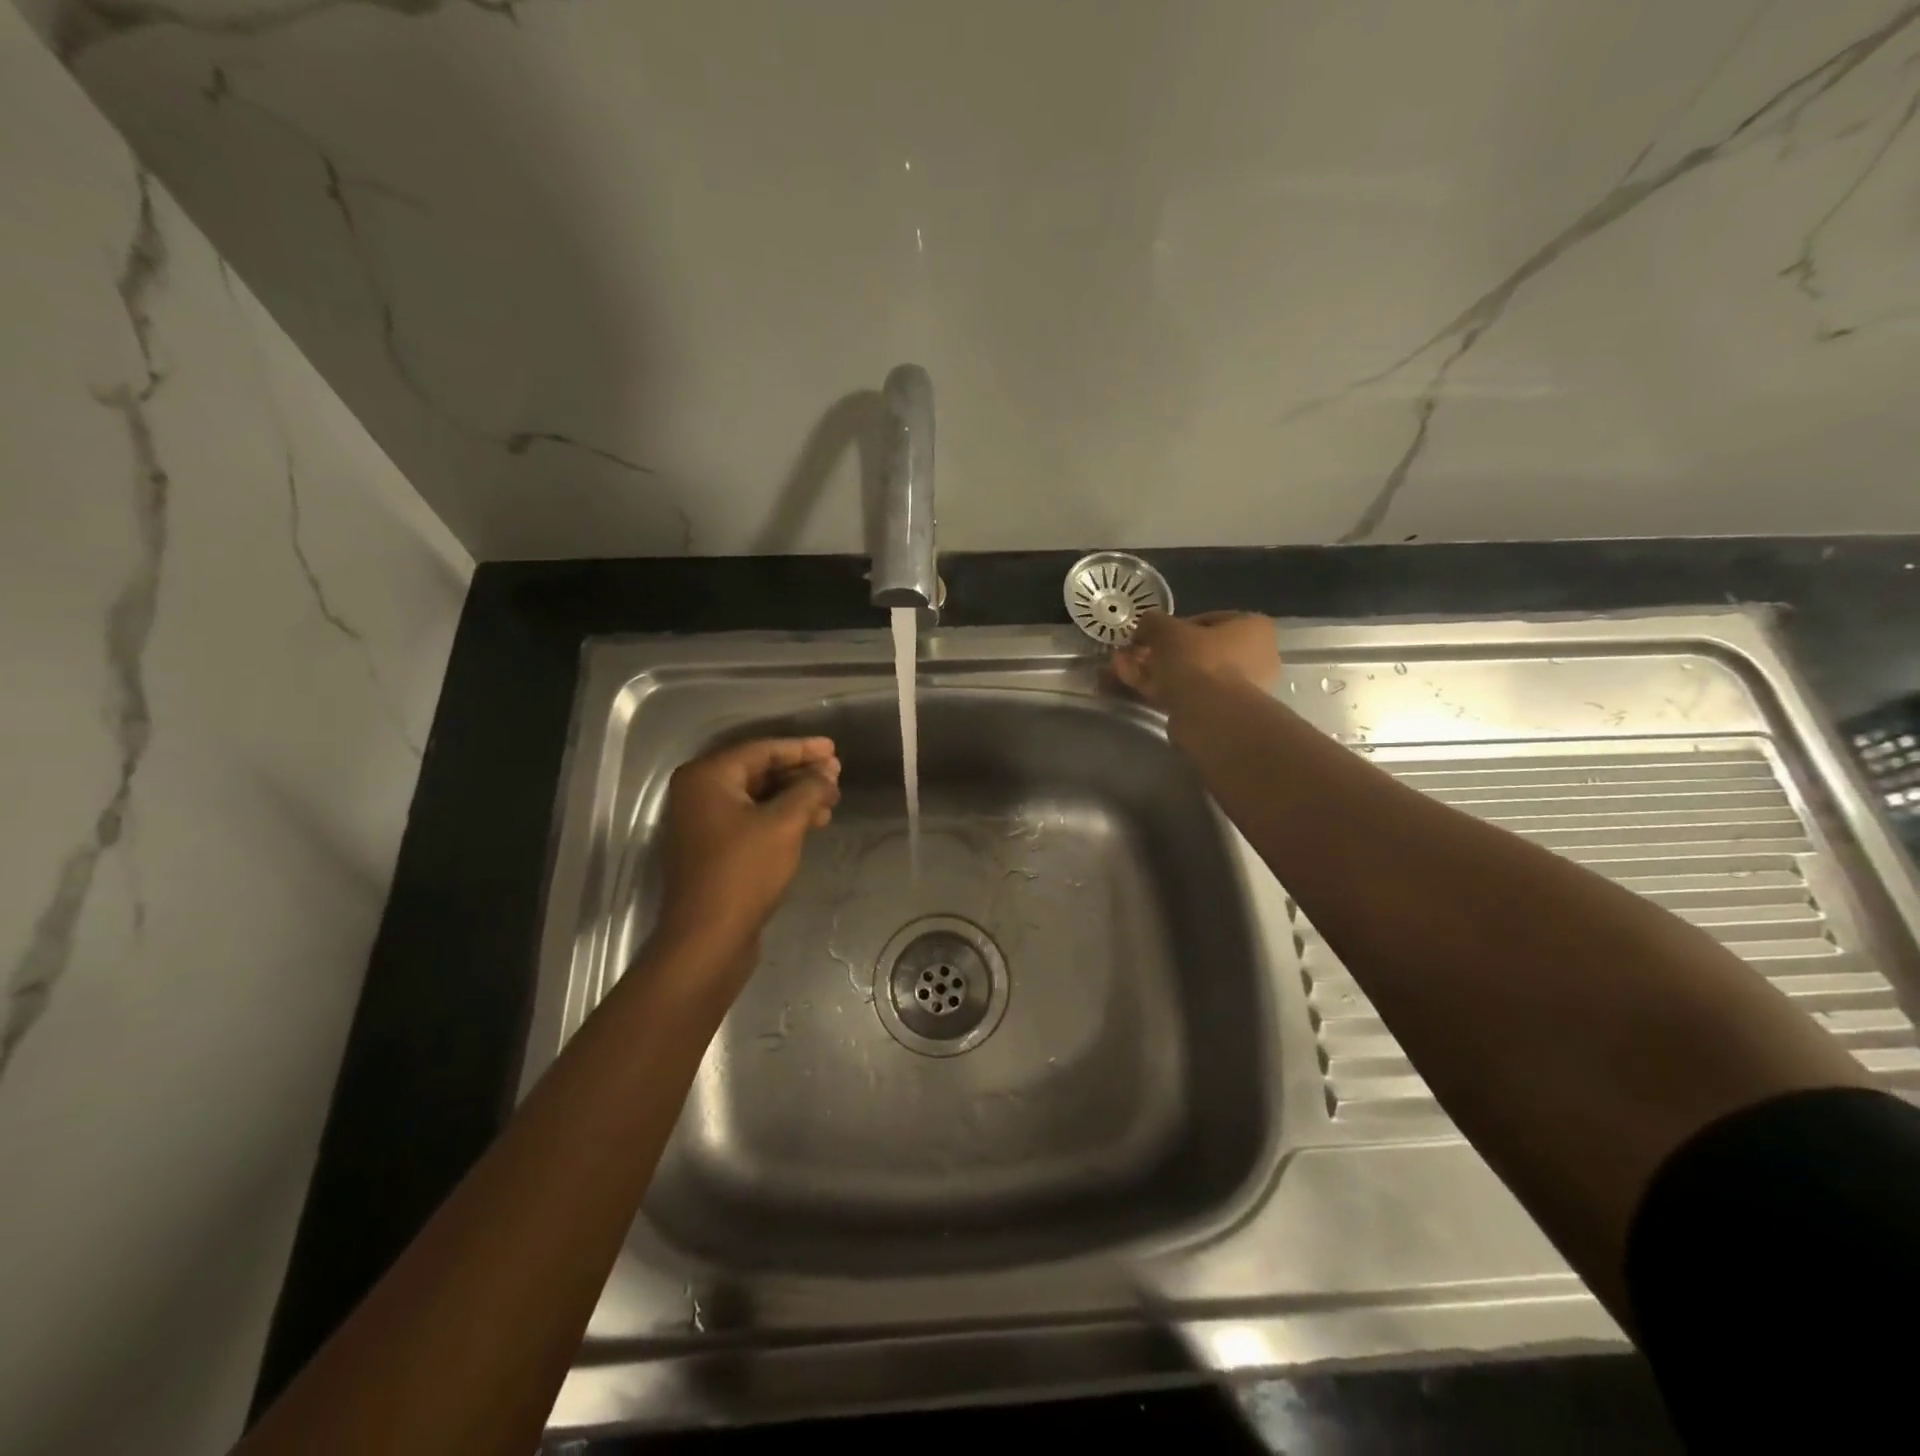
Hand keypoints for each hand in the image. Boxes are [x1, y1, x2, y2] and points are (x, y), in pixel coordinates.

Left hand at [653, 737, 840, 971]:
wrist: (708, 938)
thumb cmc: (744, 872)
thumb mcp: (784, 824)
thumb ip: (809, 789)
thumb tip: (827, 772)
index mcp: (707, 777)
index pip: (762, 750)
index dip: (802, 749)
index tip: (834, 750)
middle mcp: (699, 793)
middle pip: (758, 771)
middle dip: (800, 774)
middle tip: (836, 777)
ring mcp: (703, 822)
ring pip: (757, 797)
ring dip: (795, 797)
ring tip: (831, 802)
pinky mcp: (713, 848)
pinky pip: (751, 818)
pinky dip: (780, 817)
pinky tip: (812, 823)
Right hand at [1109, 611, 1280, 707]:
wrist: (1211, 716)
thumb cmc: (1198, 661)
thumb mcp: (1167, 630)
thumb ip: (1153, 622)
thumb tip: (1145, 624)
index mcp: (1252, 628)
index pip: (1207, 620)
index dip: (1173, 626)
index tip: (1150, 634)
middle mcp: (1254, 657)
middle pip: (1196, 650)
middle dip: (1159, 652)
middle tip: (1132, 653)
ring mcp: (1238, 689)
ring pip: (1188, 675)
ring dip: (1154, 670)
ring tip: (1121, 668)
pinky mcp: (1219, 714)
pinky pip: (1186, 695)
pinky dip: (1160, 689)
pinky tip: (1132, 685)